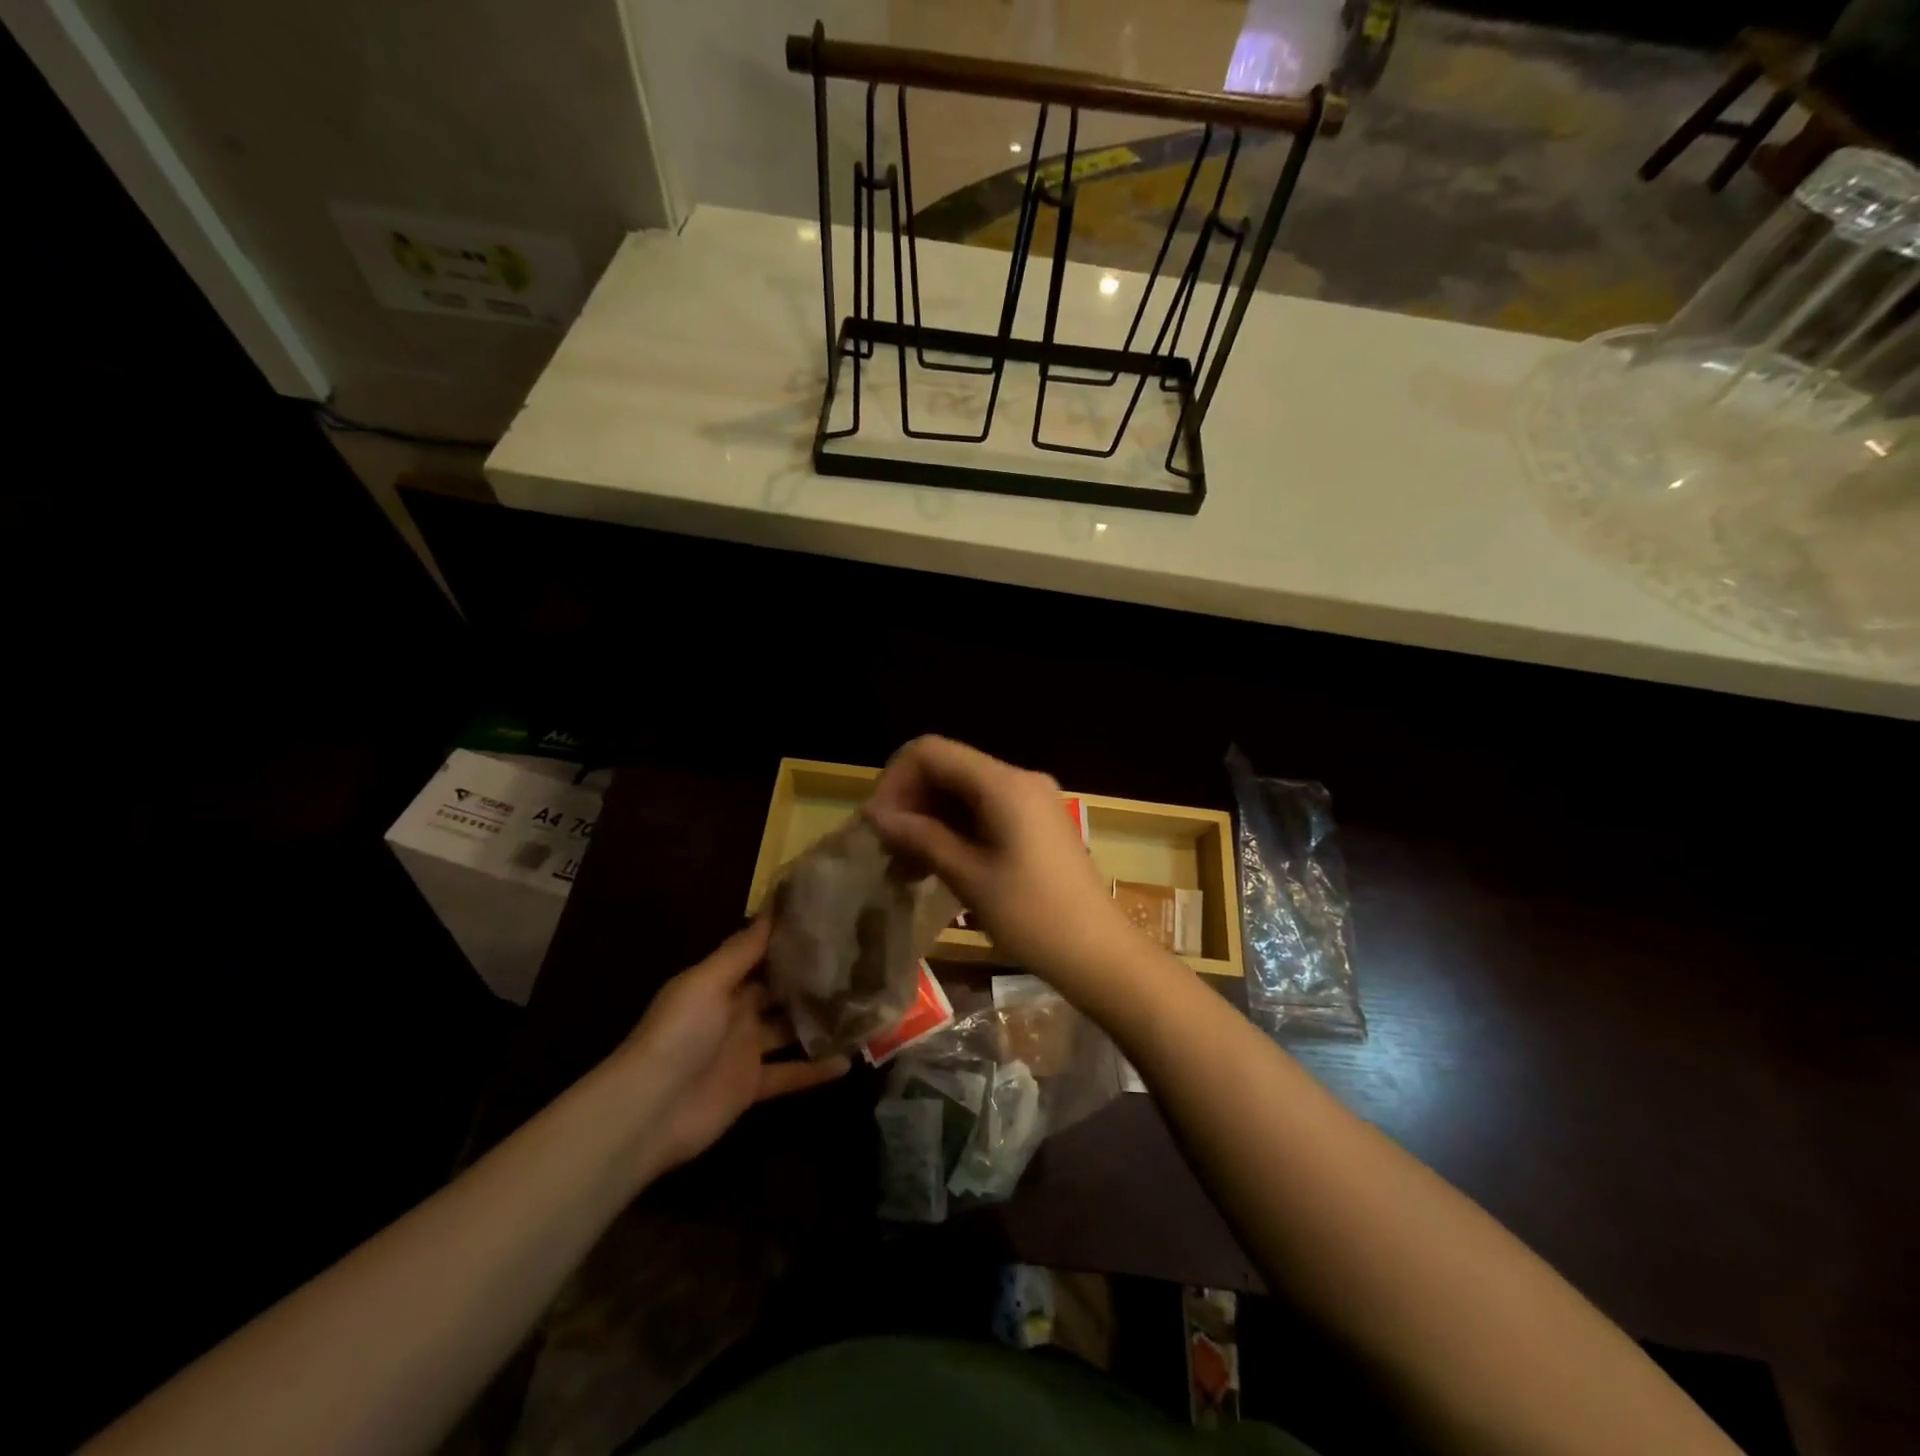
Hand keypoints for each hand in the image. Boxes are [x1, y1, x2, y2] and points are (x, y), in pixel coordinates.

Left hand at [617, 919, 849, 1170]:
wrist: (648, 1110)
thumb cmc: (679, 1033)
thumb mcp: (707, 981)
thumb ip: (743, 949)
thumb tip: (774, 905)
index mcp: (722, 982)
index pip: (760, 953)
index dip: (789, 938)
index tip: (828, 919)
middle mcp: (736, 1011)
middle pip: (779, 990)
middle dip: (810, 977)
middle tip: (857, 960)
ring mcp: (745, 1050)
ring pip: (790, 1029)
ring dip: (819, 1020)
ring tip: (862, 1004)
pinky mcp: (753, 1086)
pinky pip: (790, 1074)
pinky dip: (816, 1070)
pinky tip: (849, 1060)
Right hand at [865, 736, 1134, 998]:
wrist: (1098, 952)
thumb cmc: (1032, 916)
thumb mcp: (969, 877)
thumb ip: (921, 837)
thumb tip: (876, 816)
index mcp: (1004, 784)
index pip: (931, 751)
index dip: (895, 780)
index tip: (878, 824)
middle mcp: (1019, 779)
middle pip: (948, 768)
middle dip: (911, 802)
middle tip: (888, 850)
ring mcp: (1031, 800)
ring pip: (963, 791)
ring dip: (929, 820)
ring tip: (905, 866)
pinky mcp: (1036, 822)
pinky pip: (985, 810)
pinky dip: (955, 829)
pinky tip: (935, 865)